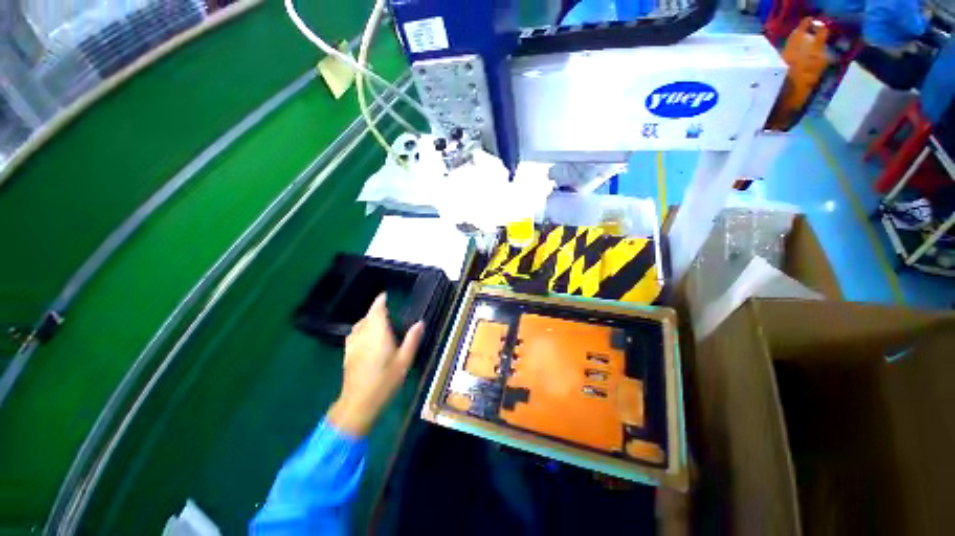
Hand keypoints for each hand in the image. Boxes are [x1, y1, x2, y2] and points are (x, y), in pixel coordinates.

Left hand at [327, 293, 423, 435]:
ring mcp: (353, 344)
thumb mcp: (404, 360)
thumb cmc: (385, 380)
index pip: (377, 311)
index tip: (385, 295)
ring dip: (368, 318)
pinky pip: (353, 333)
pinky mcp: (347, 353)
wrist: (359, 402)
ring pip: (359, 324)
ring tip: (377, 320)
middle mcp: (363, 335)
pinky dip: (360, 328)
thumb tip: (420, 322)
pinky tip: (365, 335)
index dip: (380, 301)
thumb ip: (412, 339)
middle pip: (368, 316)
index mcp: (378, 333)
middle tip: (387, 308)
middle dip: (376, 309)